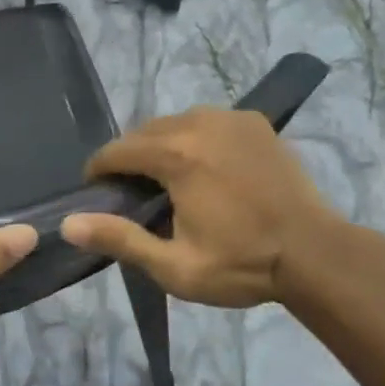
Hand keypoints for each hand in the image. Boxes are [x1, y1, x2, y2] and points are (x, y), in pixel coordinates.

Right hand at [60, 108, 340, 306]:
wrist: (316, 254)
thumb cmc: (242, 264)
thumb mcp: (174, 266)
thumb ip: (120, 239)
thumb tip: (69, 224)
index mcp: (177, 156)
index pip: (117, 150)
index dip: (98, 171)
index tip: (96, 193)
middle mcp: (200, 124)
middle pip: (144, 132)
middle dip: (129, 158)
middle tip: (132, 195)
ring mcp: (232, 119)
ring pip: (175, 122)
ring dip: (160, 146)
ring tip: (166, 181)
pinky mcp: (255, 123)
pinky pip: (207, 122)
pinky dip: (193, 138)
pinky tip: (202, 168)